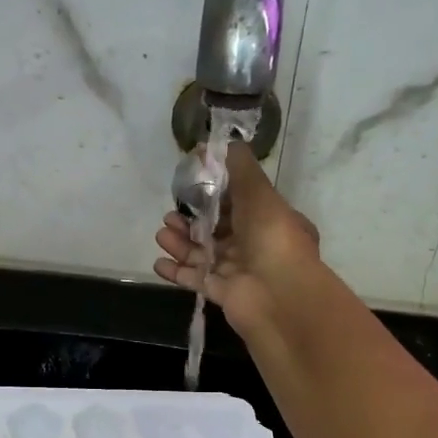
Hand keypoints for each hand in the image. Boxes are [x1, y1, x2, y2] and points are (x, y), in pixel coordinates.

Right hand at [155, 141, 321, 337]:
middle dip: (192, 220)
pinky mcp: (223, 294)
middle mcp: (255, 245)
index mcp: (269, 220)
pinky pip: (196, 279)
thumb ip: (240, 167)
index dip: (215, 195)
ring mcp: (238, 272)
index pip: (239, 204)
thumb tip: (224, 143)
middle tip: (170, 214)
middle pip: (217, 229)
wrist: (279, 295)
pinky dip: (177, 271)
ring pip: (203, 253)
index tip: (191, 185)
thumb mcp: (259, 192)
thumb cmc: (272, 237)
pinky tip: (158, 262)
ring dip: (181, 243)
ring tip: (162, 234)